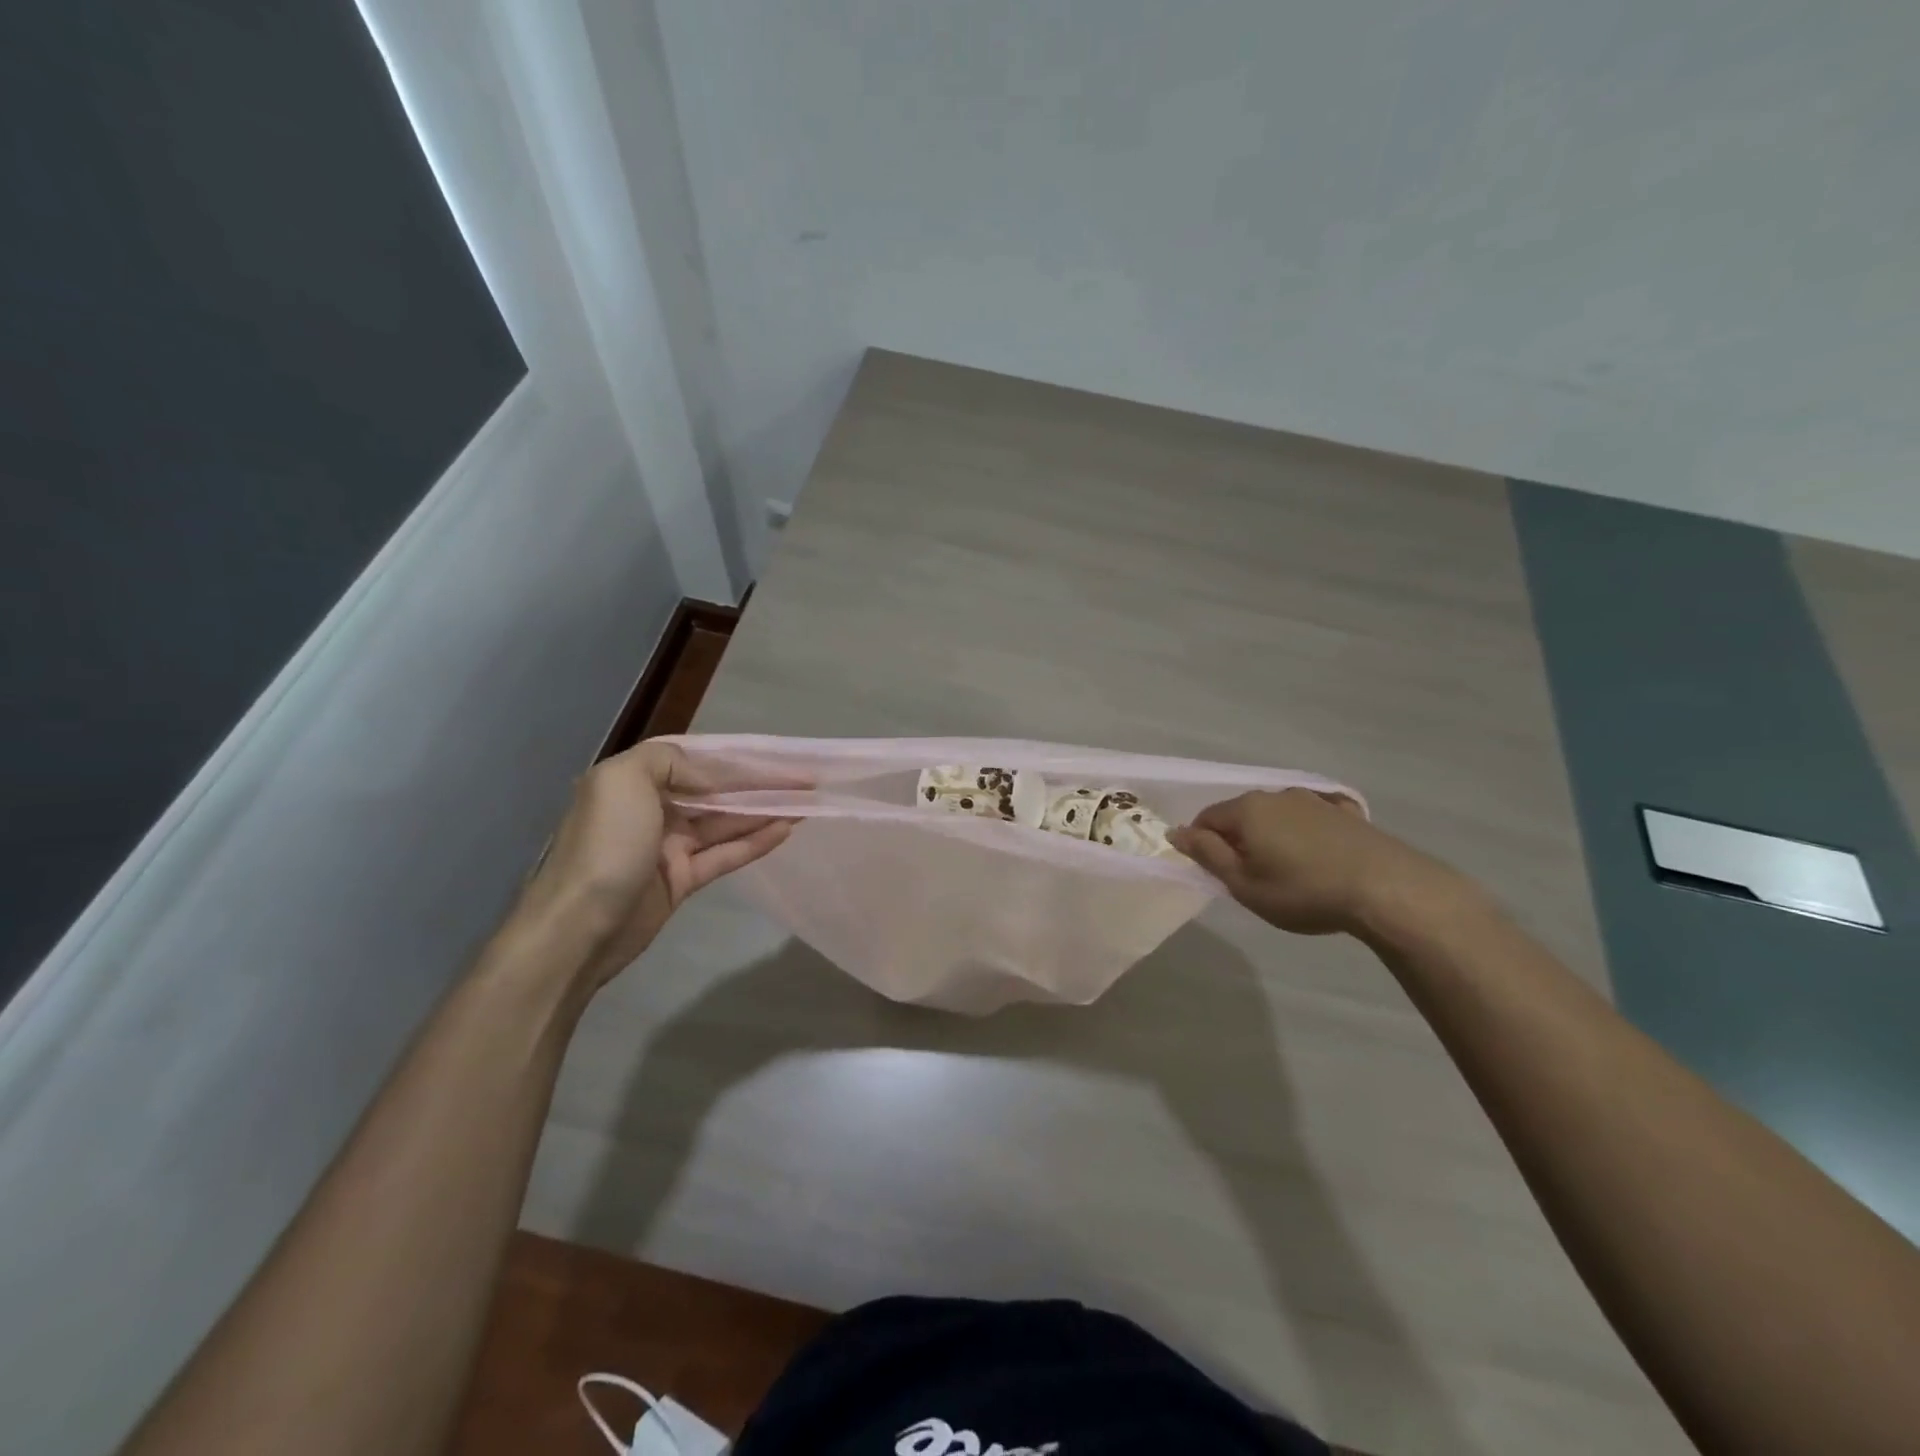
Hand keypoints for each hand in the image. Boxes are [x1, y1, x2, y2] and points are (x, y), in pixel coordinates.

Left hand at [508, 740, 791, 990]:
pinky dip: (755, 842)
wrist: (578, 928)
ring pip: (726, 822)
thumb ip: (670, 760)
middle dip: (758, 783)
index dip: (738, 758)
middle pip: (716, 791)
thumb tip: (708, 774)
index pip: (696, 759)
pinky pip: (725, 854)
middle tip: (803, 780)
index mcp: (634, 780)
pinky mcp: (681, 880)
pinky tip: (785, 829)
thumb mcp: (624, 779)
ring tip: (805, 802)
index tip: (776, 755)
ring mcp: (668, 846)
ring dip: (764, 810)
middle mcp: (652, 808)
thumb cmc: (605, 845)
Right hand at [1168, 788, 1470, 937]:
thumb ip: (1206, 855)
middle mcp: (1276, 795)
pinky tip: (1317, 853)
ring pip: (1276, 815)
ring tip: (1285, 871)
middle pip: (1241, 814)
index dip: (1201, 845)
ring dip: (1270, 836)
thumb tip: (1175, 832)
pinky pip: (1311, 817)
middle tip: (1248, 878)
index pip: (1205, 819)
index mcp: (1247, 810)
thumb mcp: (1244, 884)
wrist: (1386, 888)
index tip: (1216, 874)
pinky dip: (1304, 831)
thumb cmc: (1303, 891)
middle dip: (1236, 840)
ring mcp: (1314, 800)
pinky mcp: (1345, 812)